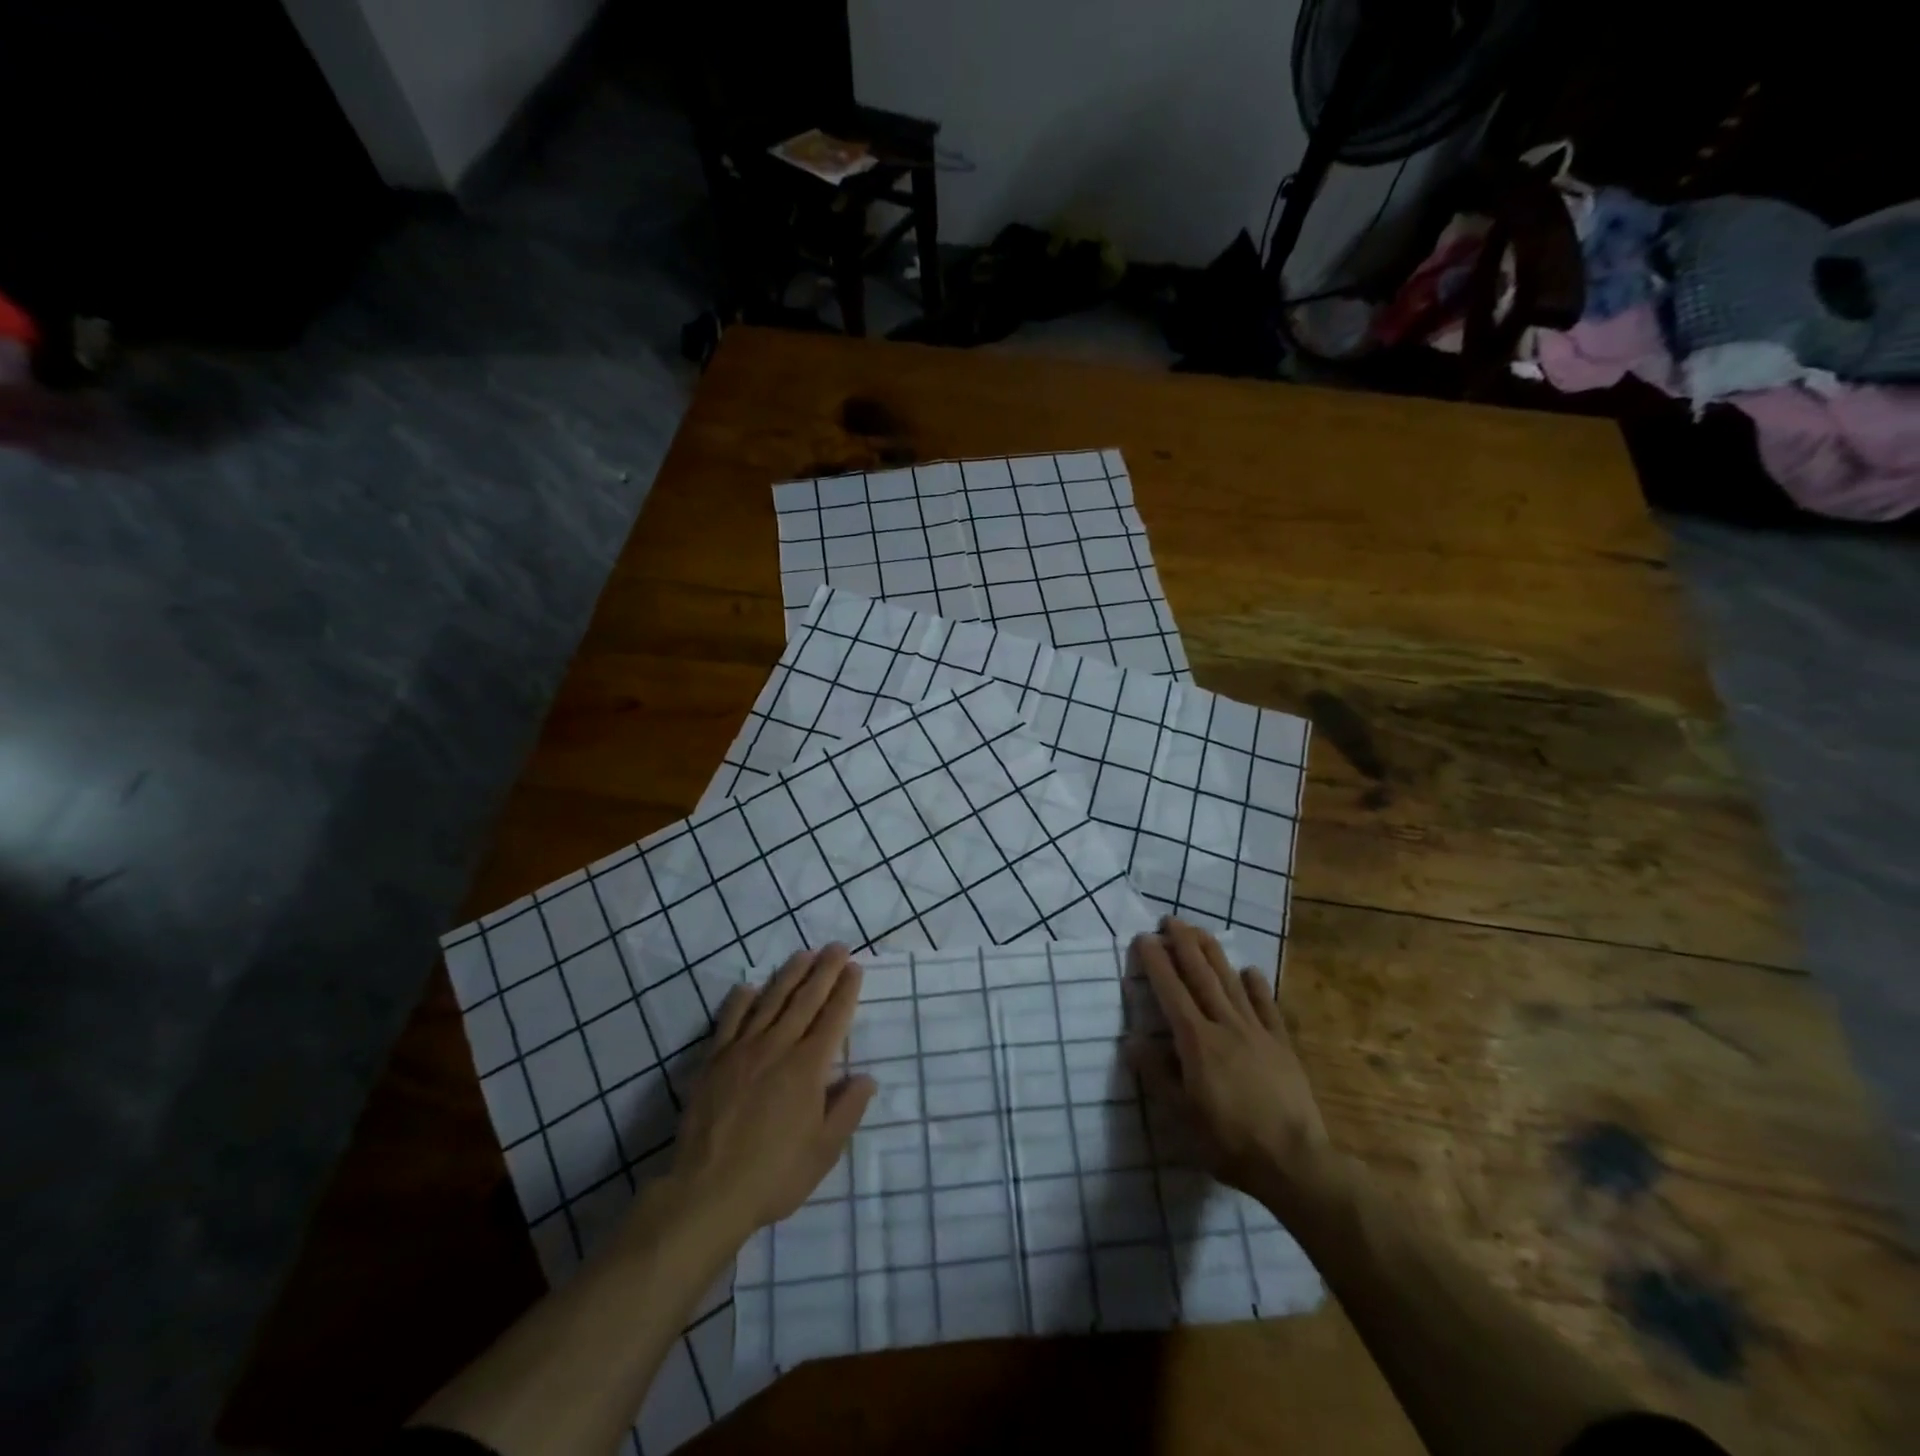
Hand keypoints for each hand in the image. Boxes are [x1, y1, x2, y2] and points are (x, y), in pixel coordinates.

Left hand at [666, 945, 876, 1239]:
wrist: (706, 1193)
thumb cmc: (774, 1175)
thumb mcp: (824, 1151)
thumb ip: (847, 1110)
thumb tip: (866, 1078)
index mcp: (808, 1067)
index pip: (833, 1018)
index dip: (846, 991)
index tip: (854, 968)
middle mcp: (778, 1047)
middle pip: (805, 999)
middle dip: (824, 971)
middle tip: (836, 947)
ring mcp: (742, 1050)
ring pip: (771, 1001)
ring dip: (790, 975)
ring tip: (803, 954)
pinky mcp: (714, 1060)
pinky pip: (729, 1020)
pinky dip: (741, 1000)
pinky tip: (749, 987)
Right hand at [1128, 919, 1328, 1207]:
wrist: (1294, 1162)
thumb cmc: (1229, 1142)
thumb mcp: (1182, 1116)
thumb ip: (1157, 1075)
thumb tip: (1132, 1041)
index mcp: (1196, 1041)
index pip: (1171, 991)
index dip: (1156, 962)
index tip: (1144, 938)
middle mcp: (1225, 1025)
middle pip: (1201, 976)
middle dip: (1183, 945)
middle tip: (1170, 919)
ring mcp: (1257, 1032)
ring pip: (1230, 983)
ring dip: (1213, 954)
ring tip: (1199, 931)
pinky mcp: (1282, 1045)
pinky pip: (1267, 1008)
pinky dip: (1257, 987)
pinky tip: (1249, 971)